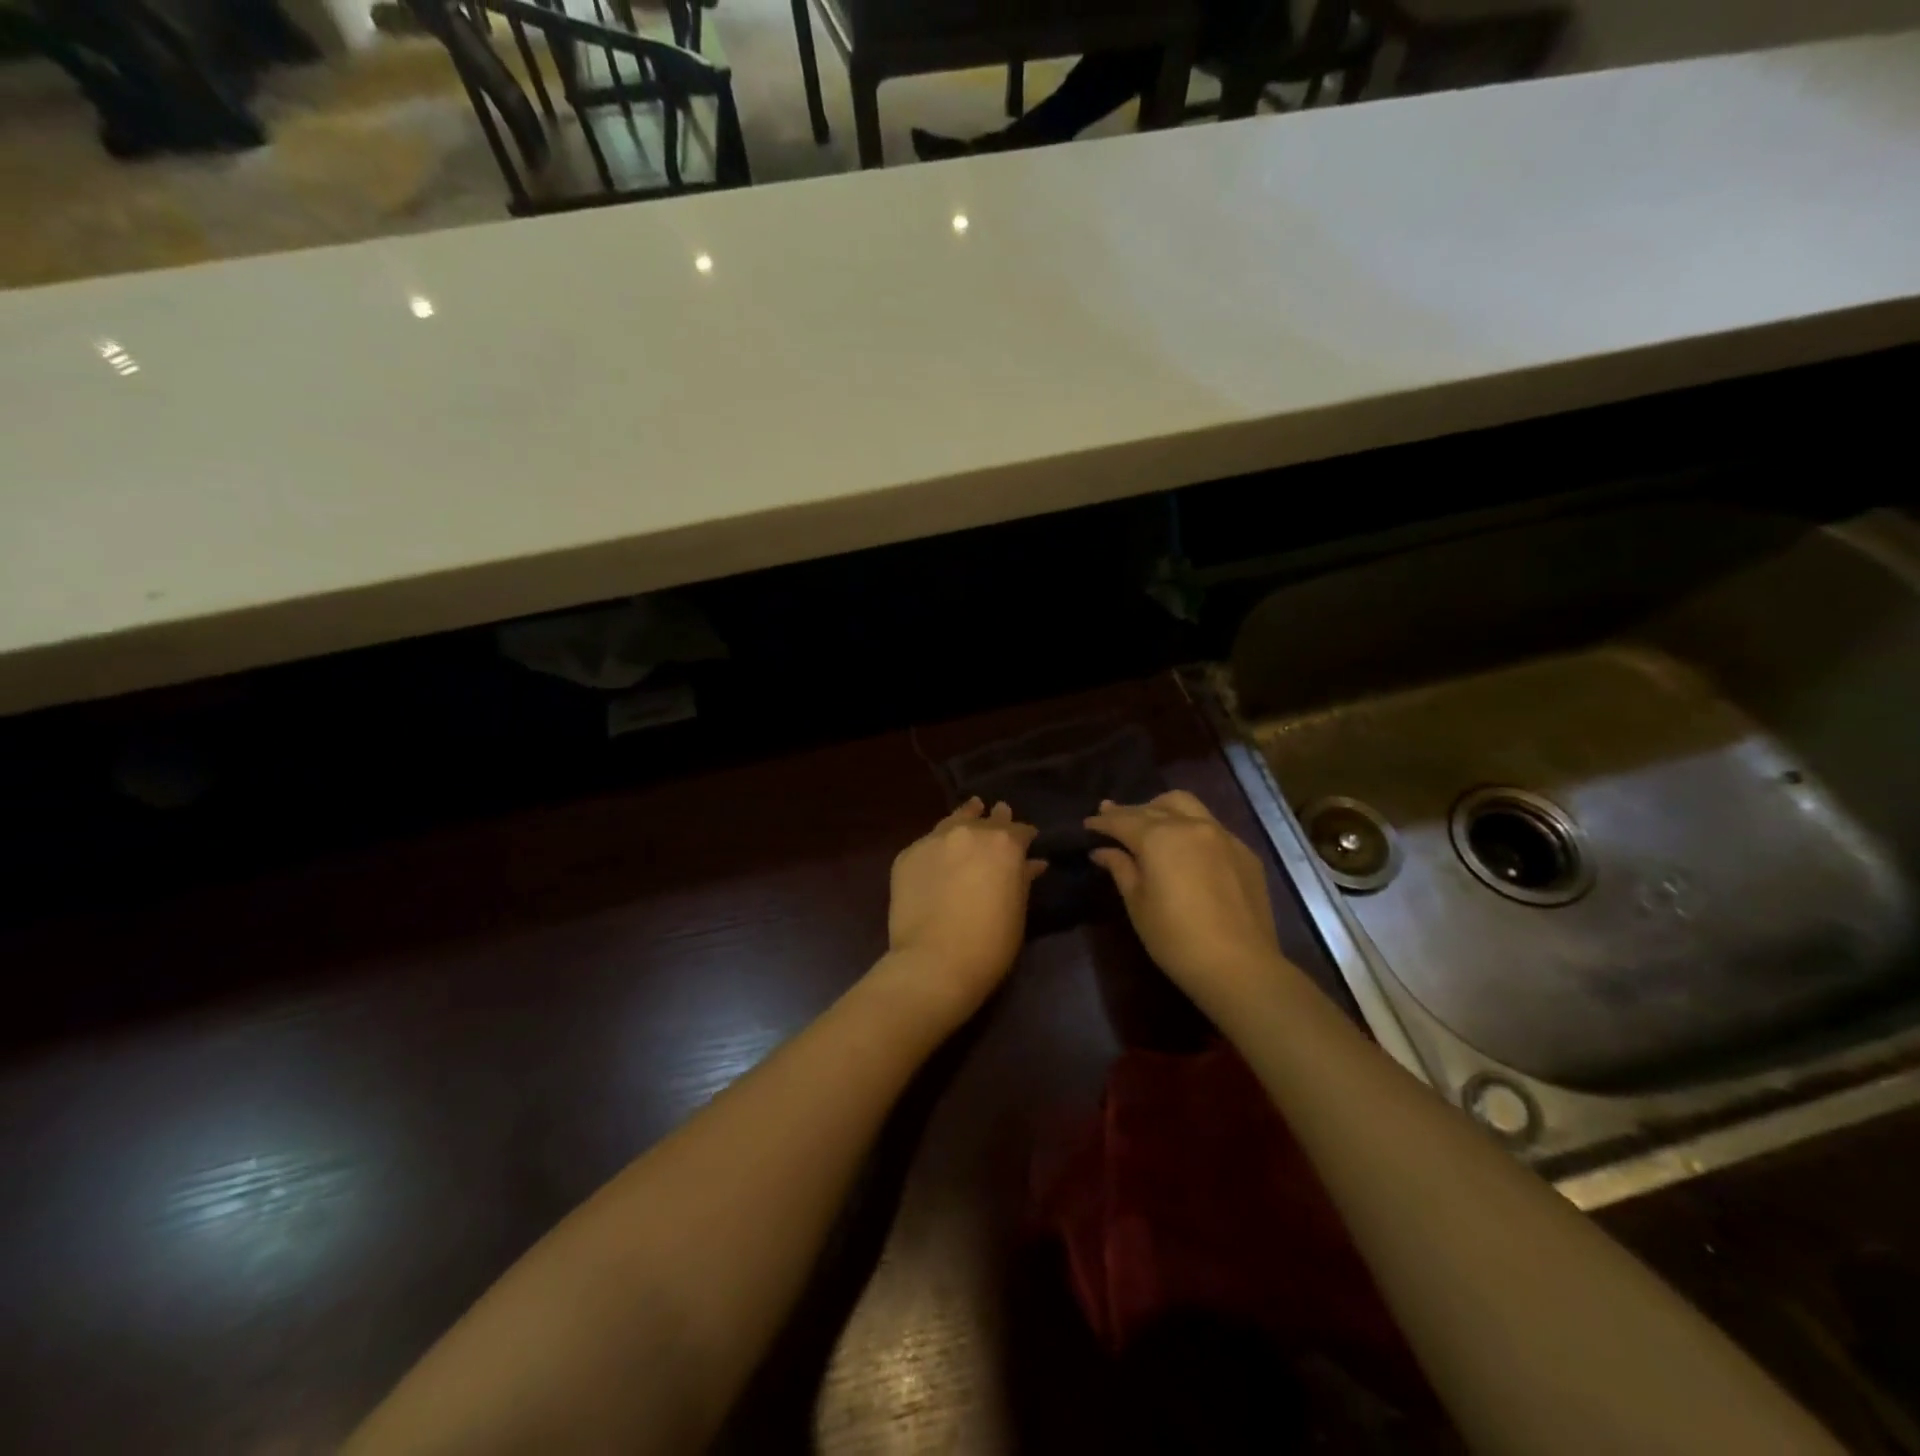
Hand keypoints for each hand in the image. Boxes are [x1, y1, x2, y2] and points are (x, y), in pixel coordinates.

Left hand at [880, 798, 1044, 1026]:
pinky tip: (938, 854)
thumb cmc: (990, 943)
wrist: (934, 962)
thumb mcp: (1017, 911)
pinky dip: (937, 846)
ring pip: (953, 821)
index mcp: (1004, 844)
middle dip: (995, 820)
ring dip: (965, 819)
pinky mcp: (907, 855)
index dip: (1025, 836)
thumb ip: (1023, 879)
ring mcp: (934, 840)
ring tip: (971, 812)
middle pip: (985, 818)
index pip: (1020, 830)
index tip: (1029, 841)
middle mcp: (969, 832)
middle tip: (999, 816)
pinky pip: (927, 843)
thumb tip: (1033, 863)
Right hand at [1085, 791, 1283, 1009]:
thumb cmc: (1175, 938)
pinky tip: (1186, 848)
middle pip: (1154, 808)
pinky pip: (1211, 827)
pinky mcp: (1245, 852)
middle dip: (1130, 811)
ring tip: (1150, 822)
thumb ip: (1120, 868)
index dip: (1103, 821)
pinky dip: (1191, 827)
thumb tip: (1103, 851)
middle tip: (1112, 818)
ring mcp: (1223, 836)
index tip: (1088, 823)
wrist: (1239, 966)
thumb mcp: (1138, 904)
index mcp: (1159, 837)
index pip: (1123, 820)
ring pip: (1187, 806)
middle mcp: (1191, 825)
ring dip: (1162, 809)